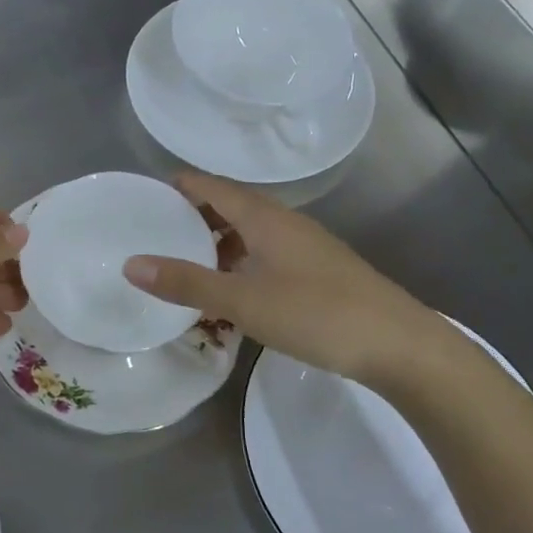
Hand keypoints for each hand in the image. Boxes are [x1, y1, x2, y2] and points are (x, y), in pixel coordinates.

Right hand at [123, 172, 474, 394]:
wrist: (401, 346)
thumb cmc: (317, 314)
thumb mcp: (244, 301)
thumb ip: (187, 283)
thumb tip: (131, 264)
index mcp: (265, 217)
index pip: (213, 186)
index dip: (181, 186)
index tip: (147, 196)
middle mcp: (286, 222)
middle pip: (232, 205)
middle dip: (196, 215)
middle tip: (160, 233)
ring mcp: (307, 246)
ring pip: (252, 231)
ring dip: (220, 240)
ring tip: (191, 263)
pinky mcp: (320, 270)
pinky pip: (269, 251)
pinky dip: (243, 260)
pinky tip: (236, 289)